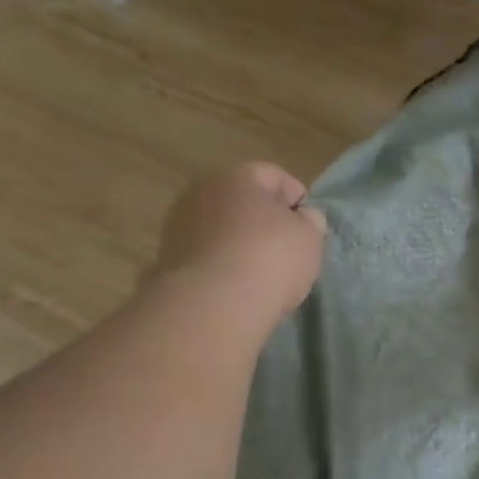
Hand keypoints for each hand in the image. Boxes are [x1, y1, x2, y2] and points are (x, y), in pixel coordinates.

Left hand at [148, 163, 327, 342]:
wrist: (213, 304)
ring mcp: (180, 225)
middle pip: (242, 200)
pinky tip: (236, 285)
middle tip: (285, 246)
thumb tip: (305, 217)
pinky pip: (205, 254)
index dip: (295, 196)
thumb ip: (311, 222)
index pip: (273, 175)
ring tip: (259, 270)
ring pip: (220, 227)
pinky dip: (221, 263)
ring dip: (238, 241)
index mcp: (240, 178)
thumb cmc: (271, 259)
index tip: (308, 224)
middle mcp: (204, 192)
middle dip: (263, 219)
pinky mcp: (167, 259)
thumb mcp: (310, 239)